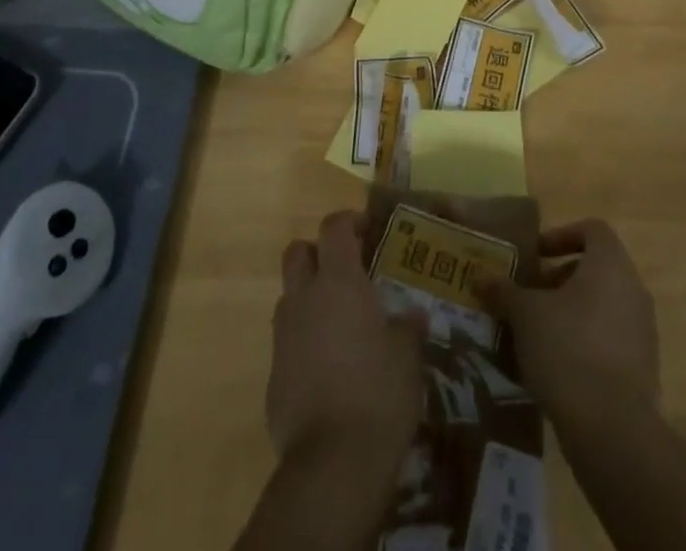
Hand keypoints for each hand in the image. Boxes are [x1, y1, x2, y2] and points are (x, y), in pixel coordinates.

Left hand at [266, 210, 424, 464]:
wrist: (333, 465)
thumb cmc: (379, 393)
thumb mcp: (407, 355)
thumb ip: (407, 327)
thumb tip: (412, 315)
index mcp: (339, 282)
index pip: (334, 227)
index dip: (349, 221)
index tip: (368, 230)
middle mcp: (304, 299)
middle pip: (297, 252)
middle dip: (318, 252)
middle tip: (346, 269)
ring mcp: (283, 337)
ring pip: (289, 297)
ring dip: (309, 298)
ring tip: (340, 323)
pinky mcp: (273, 377)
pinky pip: (287, 343)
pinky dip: (304, 343)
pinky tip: (329, 369)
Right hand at [485, 218, 658, 429]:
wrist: (612, 429)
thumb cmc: (567, 349)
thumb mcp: (525, 315)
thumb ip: (503, 291)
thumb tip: (479, 277)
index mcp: (610, 264)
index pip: (592, 230)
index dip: (562, 236)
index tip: (536, 257)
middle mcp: (633, 289)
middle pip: (597, 268)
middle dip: (561, 278)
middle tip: (532, 297)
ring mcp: (644, 330)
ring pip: (605, 304)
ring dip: (573, 311)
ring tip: (540, 333)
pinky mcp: (645, 367)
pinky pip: (613, 339)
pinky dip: (588, 341)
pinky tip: (560, 366)